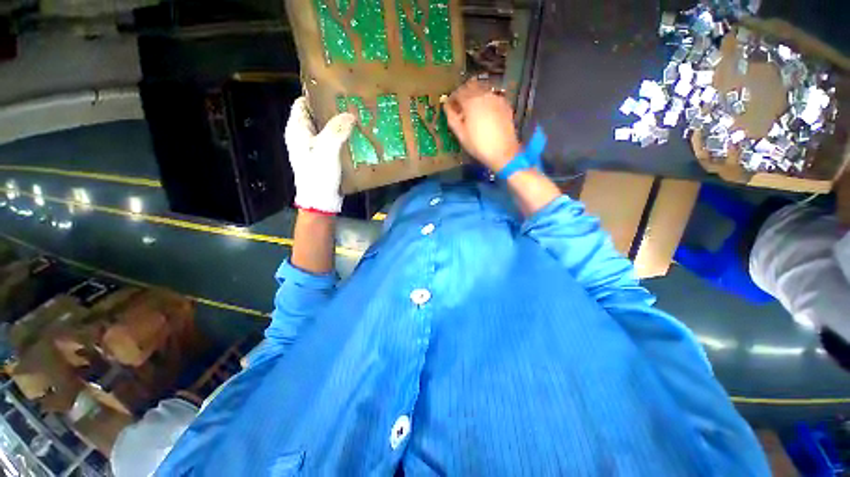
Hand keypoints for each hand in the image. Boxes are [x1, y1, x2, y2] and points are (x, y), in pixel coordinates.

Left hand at [285, 97, 355, 213]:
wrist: (321, 201)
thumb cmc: (319, 175)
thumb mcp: (327, 150)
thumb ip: (337, 130)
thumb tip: (350, 114)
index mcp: (297, 129)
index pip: (302, 102)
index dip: (317, 95)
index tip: (336, 91)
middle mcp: (302, 136)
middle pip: (316, 115)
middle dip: (332, 109)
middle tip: (351, 105)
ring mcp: (313, 147)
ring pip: (325, 129)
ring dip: (339, 124)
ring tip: (356, 119)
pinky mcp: (323, 157)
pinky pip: (332, 141)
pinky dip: (342, 137)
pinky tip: (355, 137)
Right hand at [443, 79, 521, 171]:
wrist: (503, 151)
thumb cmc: (478, 145)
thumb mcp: (460, 134)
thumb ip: (452, 118)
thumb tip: (446, 106)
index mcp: (471, 101)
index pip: (458, 92)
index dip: (452, 98)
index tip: (450, 107)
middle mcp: (484, 94)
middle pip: (471, 86)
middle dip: (463, 94)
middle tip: (461, 107)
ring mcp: (496, 98)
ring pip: (482, 89)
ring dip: (475, 95)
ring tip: (472, 111)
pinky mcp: (505, 104)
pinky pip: (492, 96)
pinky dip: (485, 100)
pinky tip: (485, 113)